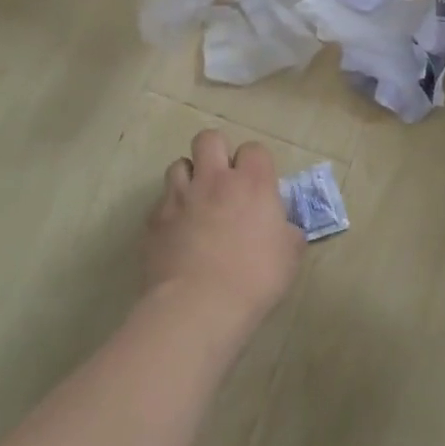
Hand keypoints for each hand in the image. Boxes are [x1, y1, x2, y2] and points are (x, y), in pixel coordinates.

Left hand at [144, 129, 304, 331]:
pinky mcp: (154, 221)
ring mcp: (180, 197)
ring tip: (196, 201)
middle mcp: (214, 179)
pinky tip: (178, 233)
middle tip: (223, 179)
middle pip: (209, 138)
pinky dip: (170, 210)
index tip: (258, 185)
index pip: (254, 148)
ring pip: (178, 164)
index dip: (255, 163)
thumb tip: (284, 228)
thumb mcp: (290, 255)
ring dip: (189, 178)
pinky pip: (161, 202)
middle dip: (216, 152)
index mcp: (252, 182)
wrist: (198, 307)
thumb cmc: (254, 278)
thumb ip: (288, 232)